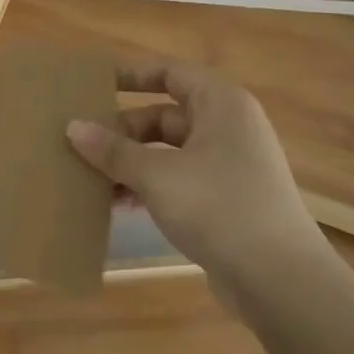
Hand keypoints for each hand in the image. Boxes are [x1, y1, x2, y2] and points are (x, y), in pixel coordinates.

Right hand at [66, 60, 329, 314]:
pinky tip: (118, 204)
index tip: (94, 85)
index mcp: (220, 104)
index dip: (132, 75)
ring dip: (130, 163)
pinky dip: (149, 186)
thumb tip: (72, 127)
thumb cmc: (219, 207)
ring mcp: (229, 165)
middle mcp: (228, 127)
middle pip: (163, 115)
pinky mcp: (227, 199)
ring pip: (167, 151)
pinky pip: (178, 179)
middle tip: (81, 144)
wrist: (281, 280)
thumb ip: (113, 150)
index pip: (170, 73)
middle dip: (122, 131)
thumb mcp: (157, 175)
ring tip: (90, 178)